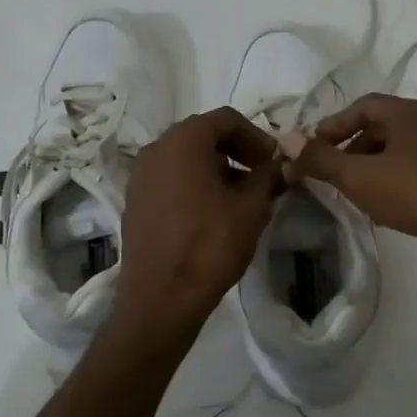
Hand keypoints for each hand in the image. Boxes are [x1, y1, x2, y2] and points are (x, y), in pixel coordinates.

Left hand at [112, 108, 283, 341]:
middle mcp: (156, 148)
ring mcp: (140, 175)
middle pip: (203, 135)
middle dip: (236, 150)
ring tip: (241, 196)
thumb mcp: (252, 208)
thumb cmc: (210, 245)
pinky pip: (170, 178)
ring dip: (216, 167)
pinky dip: (194, 183)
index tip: (274, 160)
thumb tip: (280, 165)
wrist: (160, 298)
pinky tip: (213, 212)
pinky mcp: (135, 200)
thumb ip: (268, 177)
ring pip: (185, 157)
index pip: (226, 119)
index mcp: (183, 140)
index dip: (256, 136)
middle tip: (262, 175)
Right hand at [293, 93, 416, 290]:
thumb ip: (321, 159)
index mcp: (408, 112)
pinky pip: (412, 173)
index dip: (333, 125)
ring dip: (369, 169)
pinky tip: (381, 210)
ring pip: (395, 153)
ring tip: (350, 194)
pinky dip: (391, 183)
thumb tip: (286, 139)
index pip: (362, 106)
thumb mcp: (359, 176)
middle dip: (348, 149)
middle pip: (379, 128)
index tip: (311, 150)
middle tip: (328, 174)